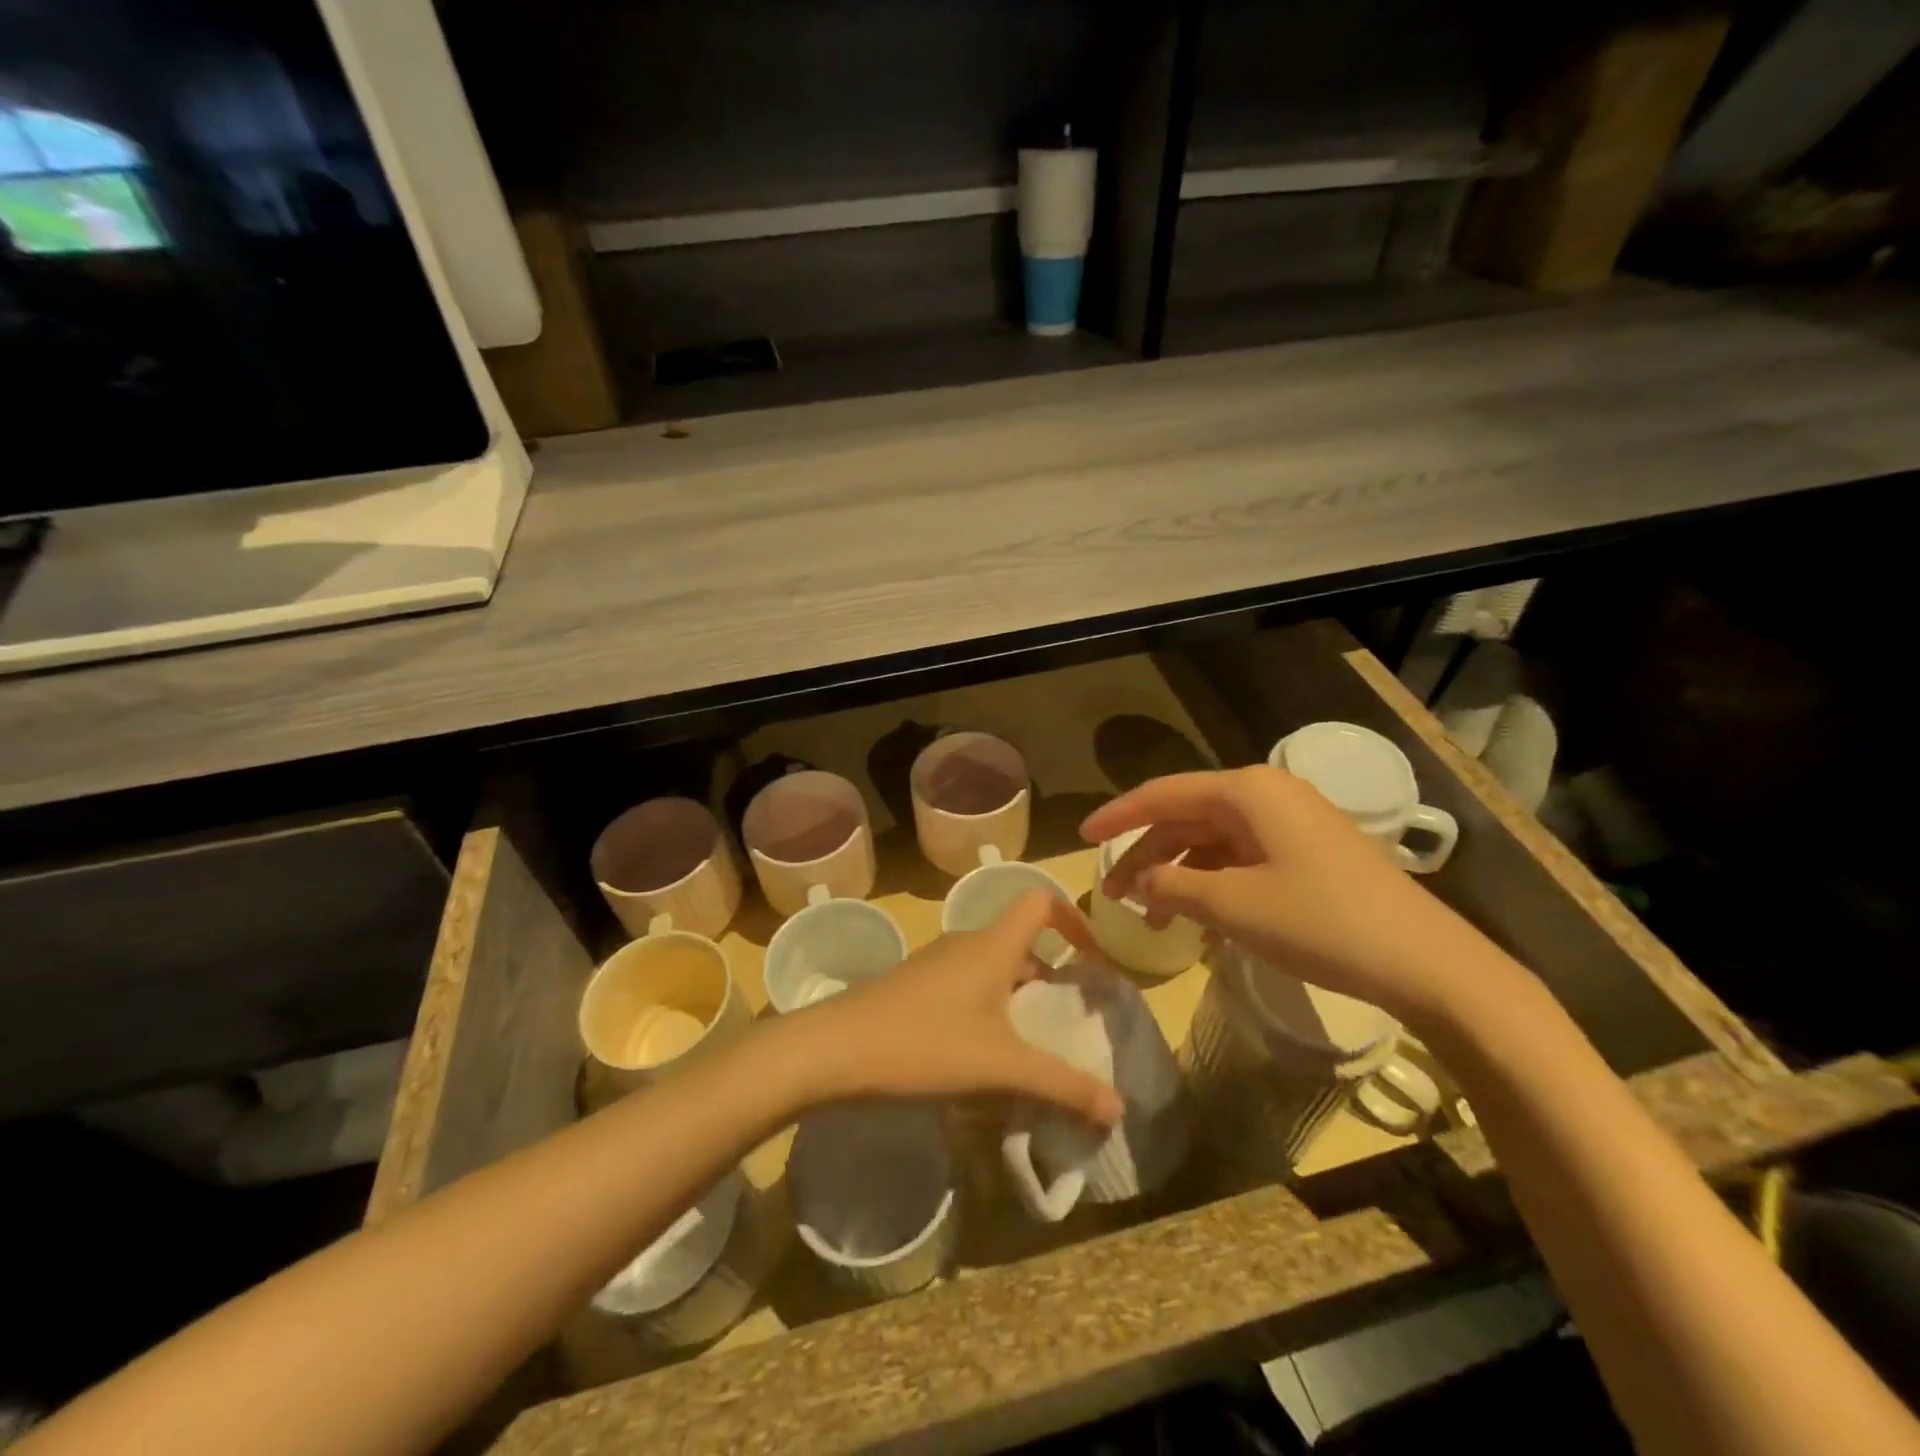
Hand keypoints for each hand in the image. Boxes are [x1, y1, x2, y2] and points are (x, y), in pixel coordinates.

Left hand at [792, 890, 1124, 1126]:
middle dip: (1050, 975)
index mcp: (993, 945)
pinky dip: (987, 1010)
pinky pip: (965, 987)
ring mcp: (935, 964)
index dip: (1074, 919)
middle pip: (1021, 941)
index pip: (1040, 900)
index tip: (1092, 961)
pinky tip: (981, 1058)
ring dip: (1017, 997)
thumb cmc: (924, 1044)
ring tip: (1030, 1046)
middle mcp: (966, 944)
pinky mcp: (914, 988)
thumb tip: (1119, 1107)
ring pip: (991, 967)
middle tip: (1068, 1020)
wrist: (833, 1050)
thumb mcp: (1000, 1068)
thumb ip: (1061, 1085)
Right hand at [1082, 766, 1506, 1027]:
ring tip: (1152, 915)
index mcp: (1246, 791)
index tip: (1082, 838)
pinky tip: (1198, 916)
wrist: (1425, 963)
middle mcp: (1267, 795)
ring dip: (1179, 872)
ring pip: (1213, 839)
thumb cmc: (1320, 923)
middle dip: (1147, 853)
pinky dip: (1212, 882)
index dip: (1118, 816)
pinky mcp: (1308, 852)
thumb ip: (1173, 885)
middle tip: (1114, 892)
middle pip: (1187, 816)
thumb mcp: (1232, 906)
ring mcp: (1291, 823)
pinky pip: (1242, 857)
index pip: (1163, 794)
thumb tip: (1137, 880)